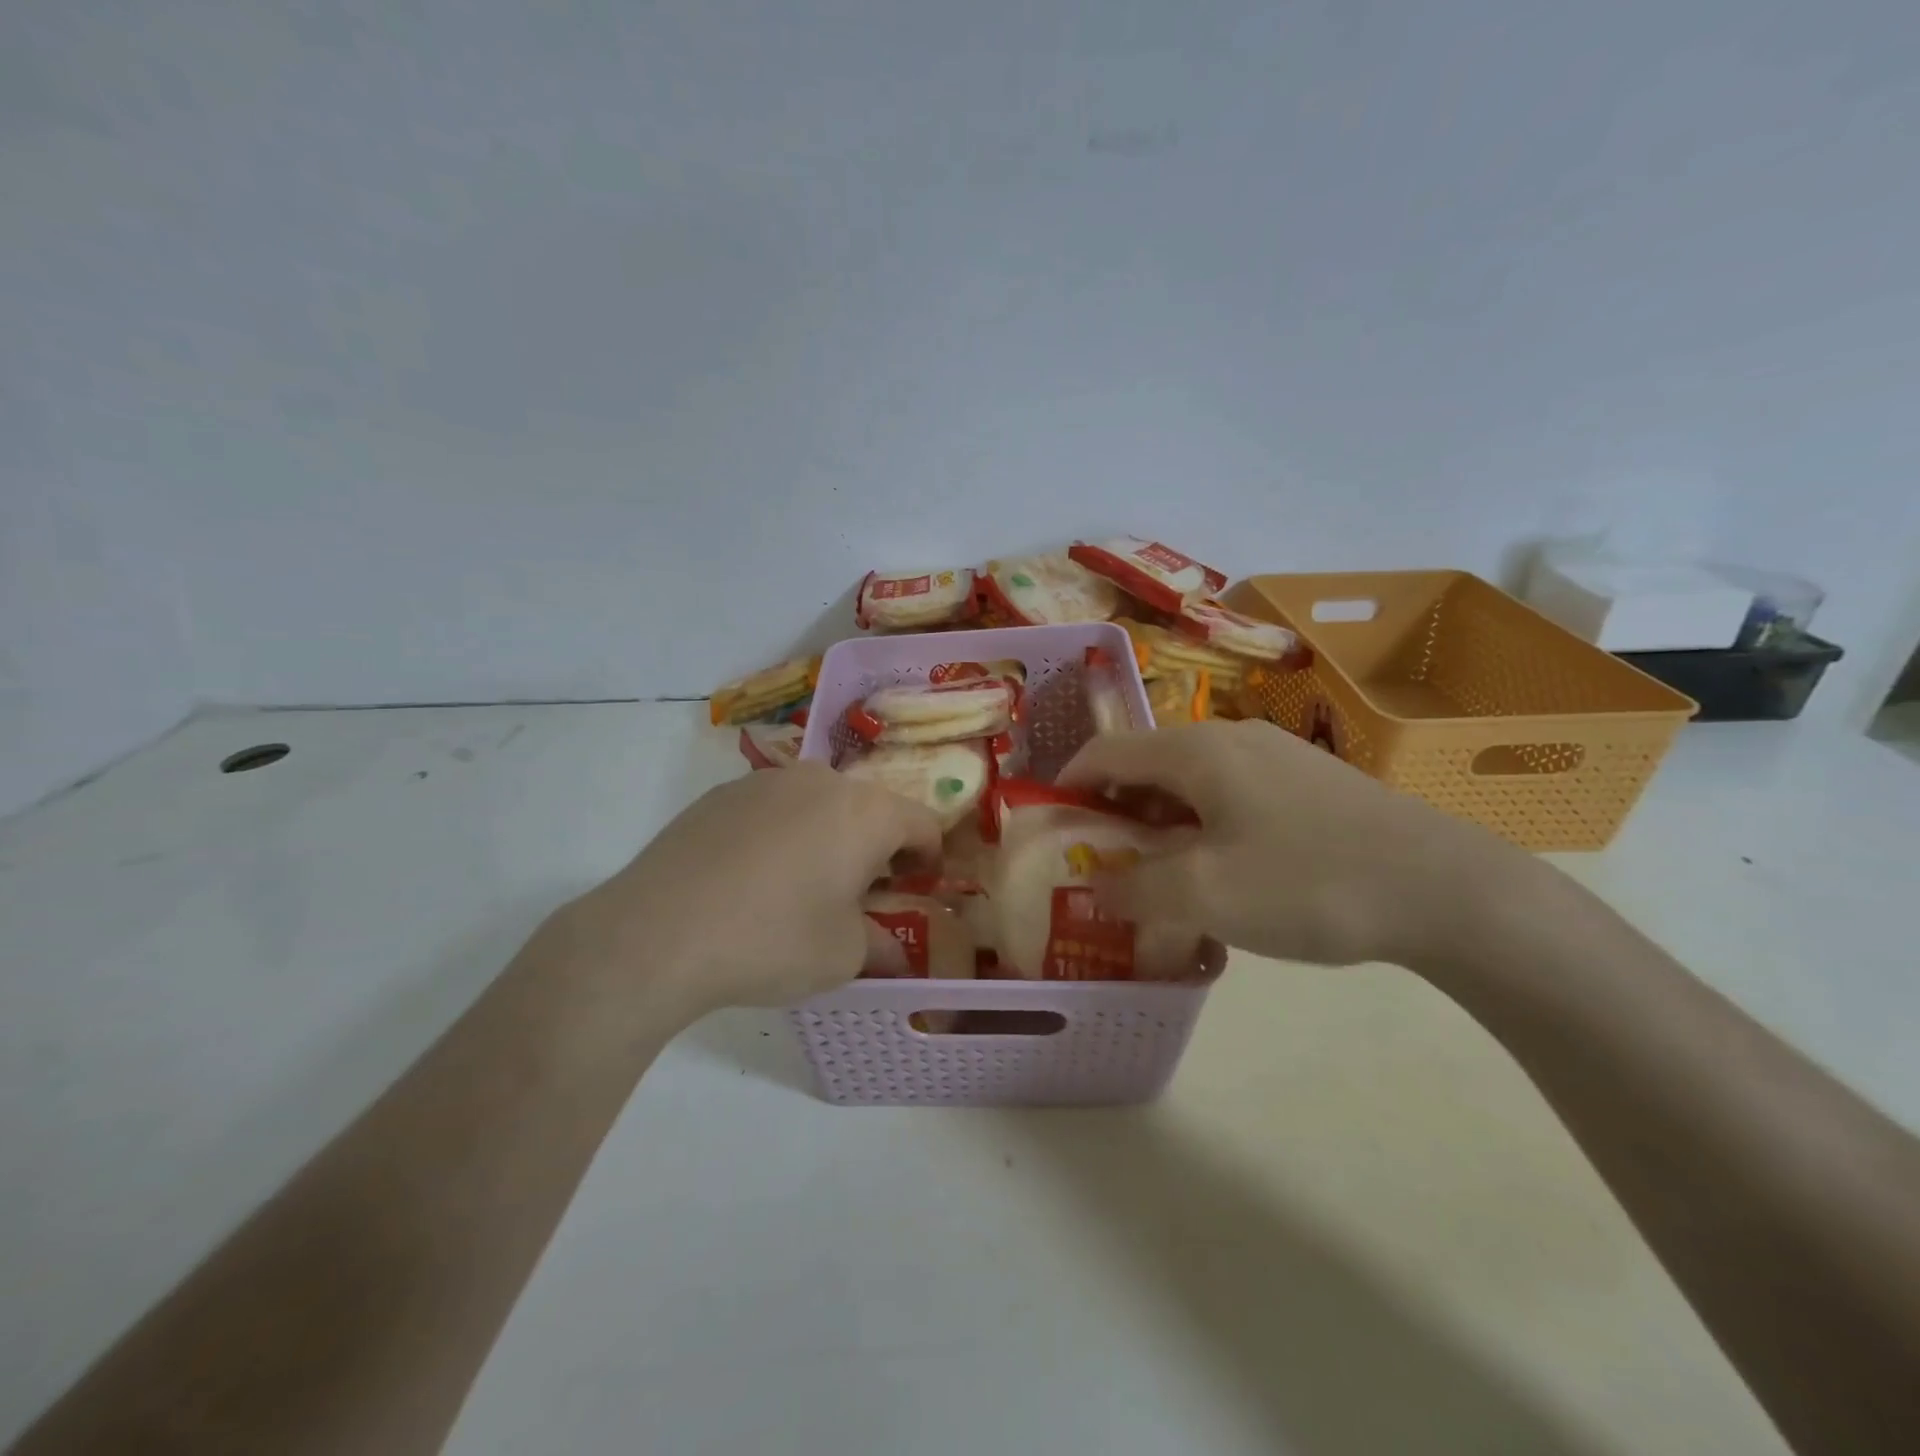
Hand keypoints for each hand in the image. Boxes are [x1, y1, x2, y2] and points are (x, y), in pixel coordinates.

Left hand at [556, 764, 942, 1019]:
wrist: (657, 933)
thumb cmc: (772, 940)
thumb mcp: (844, 956)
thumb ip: (882, 946)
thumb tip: (894, 953)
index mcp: (866, 812)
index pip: (922, 823)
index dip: (928, 857)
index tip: (917, 888)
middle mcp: (822, 781)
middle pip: (869, 808)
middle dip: (876, 847)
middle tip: (861, 893)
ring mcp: (767, 781)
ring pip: (819, 804)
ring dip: (827, 836)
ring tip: (802, 886)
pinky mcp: (721, 794)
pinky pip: (772, 809)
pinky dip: (781, 834)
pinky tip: (752, 879)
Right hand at [1059, 720, 1520, 967]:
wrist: (1446, 889)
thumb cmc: (1308, 880)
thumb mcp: (1205, 895)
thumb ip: (1135, 890)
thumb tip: (1096, 889)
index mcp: (1195, 750)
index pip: (1105, 753)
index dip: (1068, 787)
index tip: (1052, 831)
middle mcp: (1230, 738)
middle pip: (1146, 765)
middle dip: (1114, 813)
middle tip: (1102, 866)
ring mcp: (1274, 757)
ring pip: (1190, 782)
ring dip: (1160, 824)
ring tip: (1157, 876)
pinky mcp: (1308, 783)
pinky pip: (1230, 796)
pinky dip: (1202, 828)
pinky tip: (1221, 873)